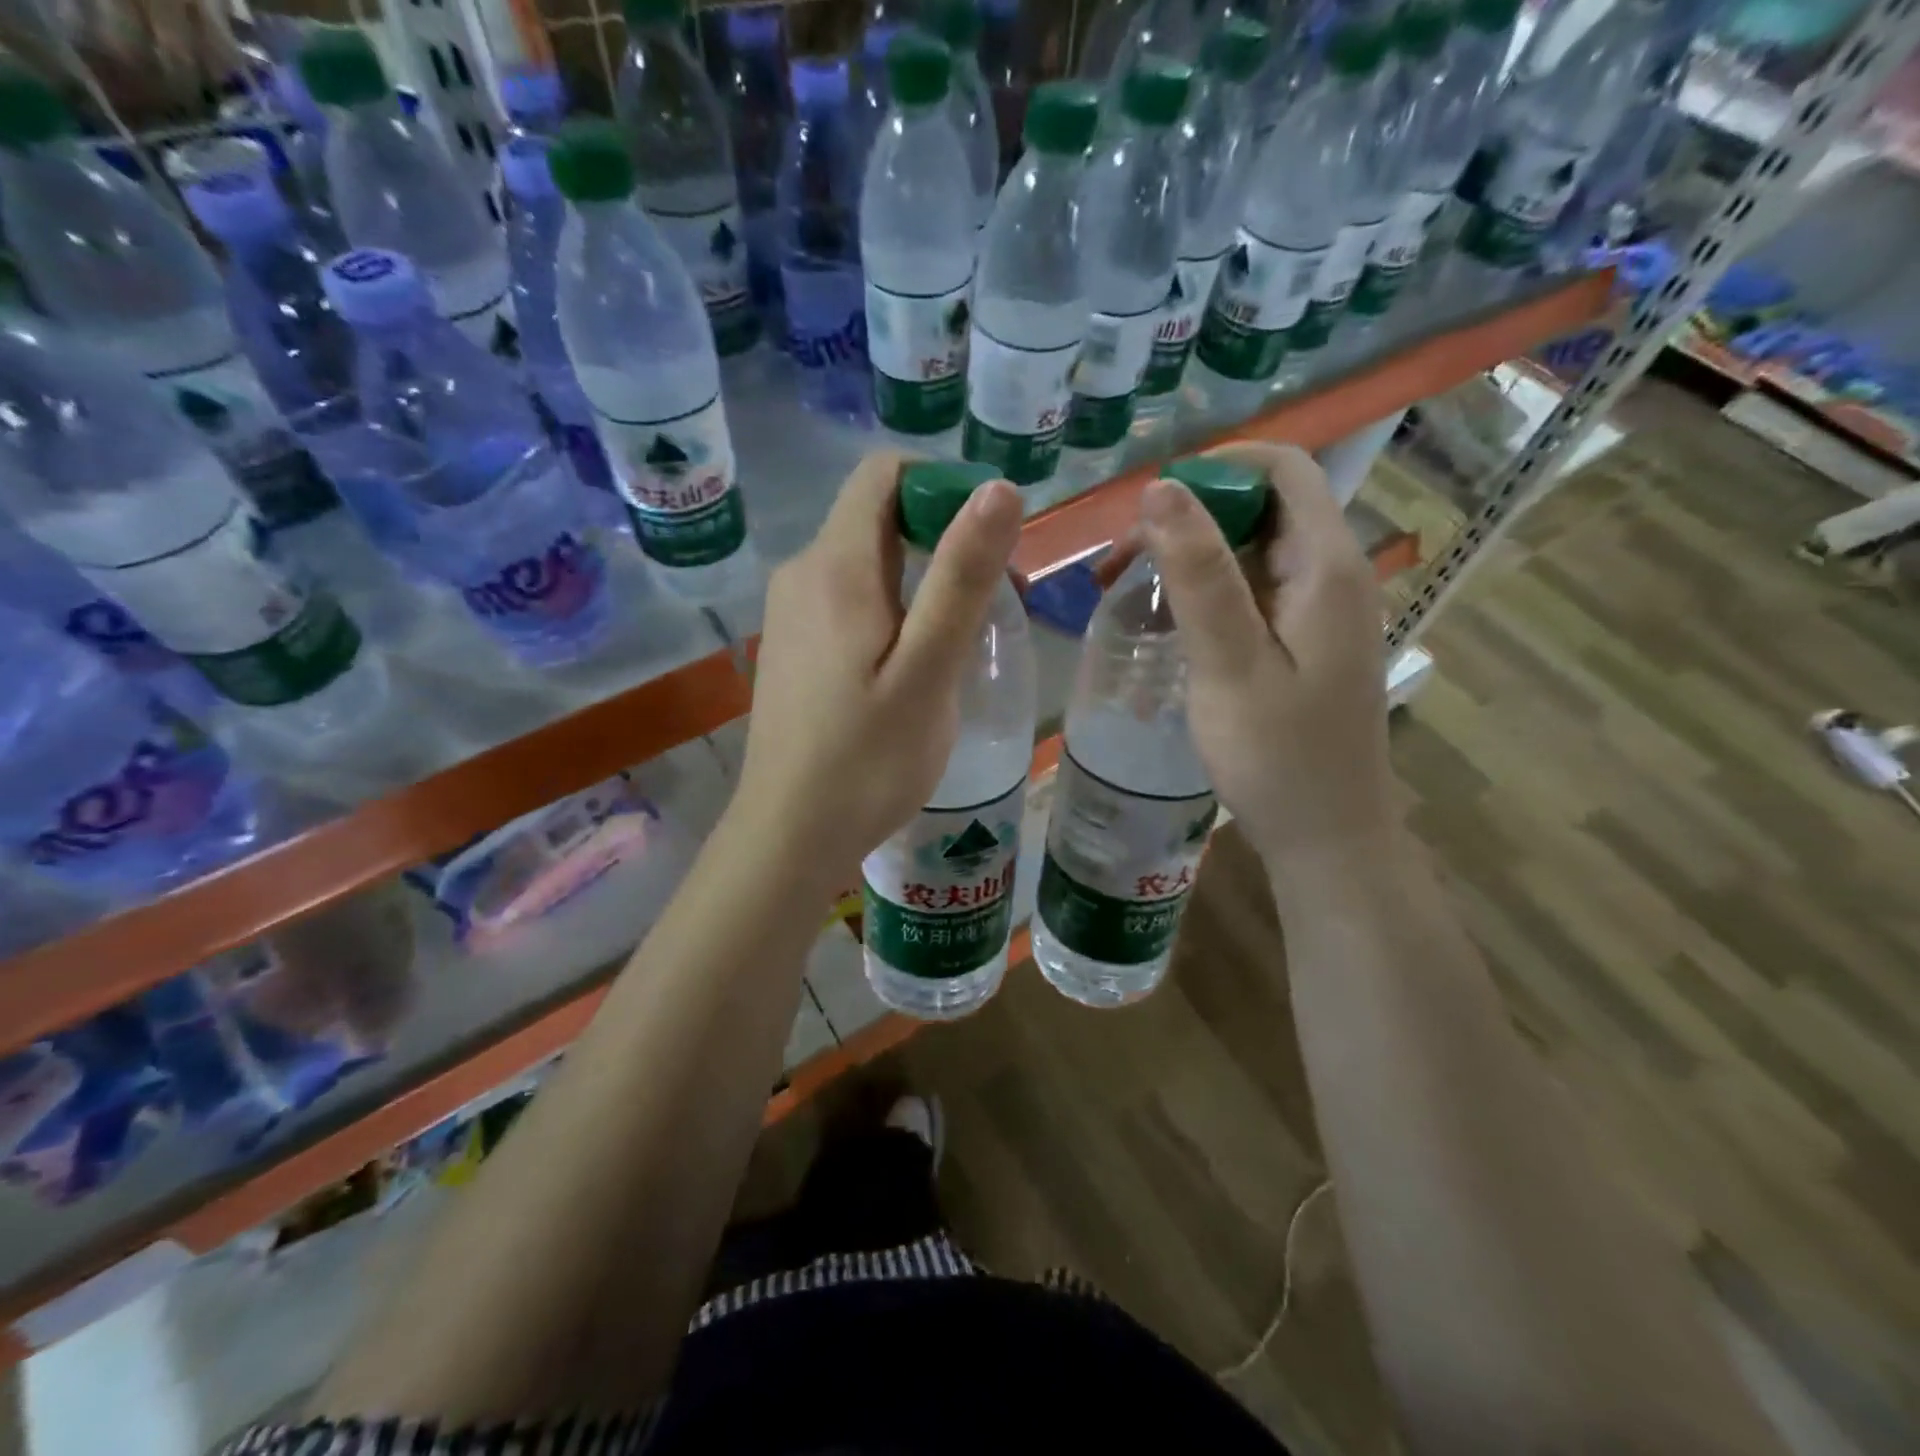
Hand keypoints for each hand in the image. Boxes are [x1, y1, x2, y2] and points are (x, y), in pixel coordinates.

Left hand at [731, 451, 1022, 894]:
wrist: (789, 835)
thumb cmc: (867, 759)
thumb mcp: (929, 669)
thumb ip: (961, 577)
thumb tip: (997, 488)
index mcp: (835, 566)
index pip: (884, 474)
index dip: (943, 487)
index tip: (989, 541)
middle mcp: (803, 573)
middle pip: (878, 518)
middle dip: (942, 541)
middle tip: (992, 604)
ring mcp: (791, 612)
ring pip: (866, 562)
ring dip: (921, 581)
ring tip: (959, 644)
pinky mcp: (792, 646)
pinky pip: (848, 600)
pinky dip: (891, 610)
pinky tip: (912, 667)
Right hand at [1132, 442, 1396, 870]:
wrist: (1325, 836)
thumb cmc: (1277, 757)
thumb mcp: (1229, 664)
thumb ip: (1200, 575)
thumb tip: (1162, 488)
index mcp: (1327, 566)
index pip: (1281, 468)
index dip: (1214, 468)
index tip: (1146, 505)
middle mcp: (1333, 574)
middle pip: (1261, 508)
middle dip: (1186, 520)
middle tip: (1117, 564)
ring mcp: (1320, 610)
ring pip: (1251, 552)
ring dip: (1189, 560)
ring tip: (1124, 592)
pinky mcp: (1304, 641)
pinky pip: (1252, 593)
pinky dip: (1205, 595)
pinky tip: (1163, 626)